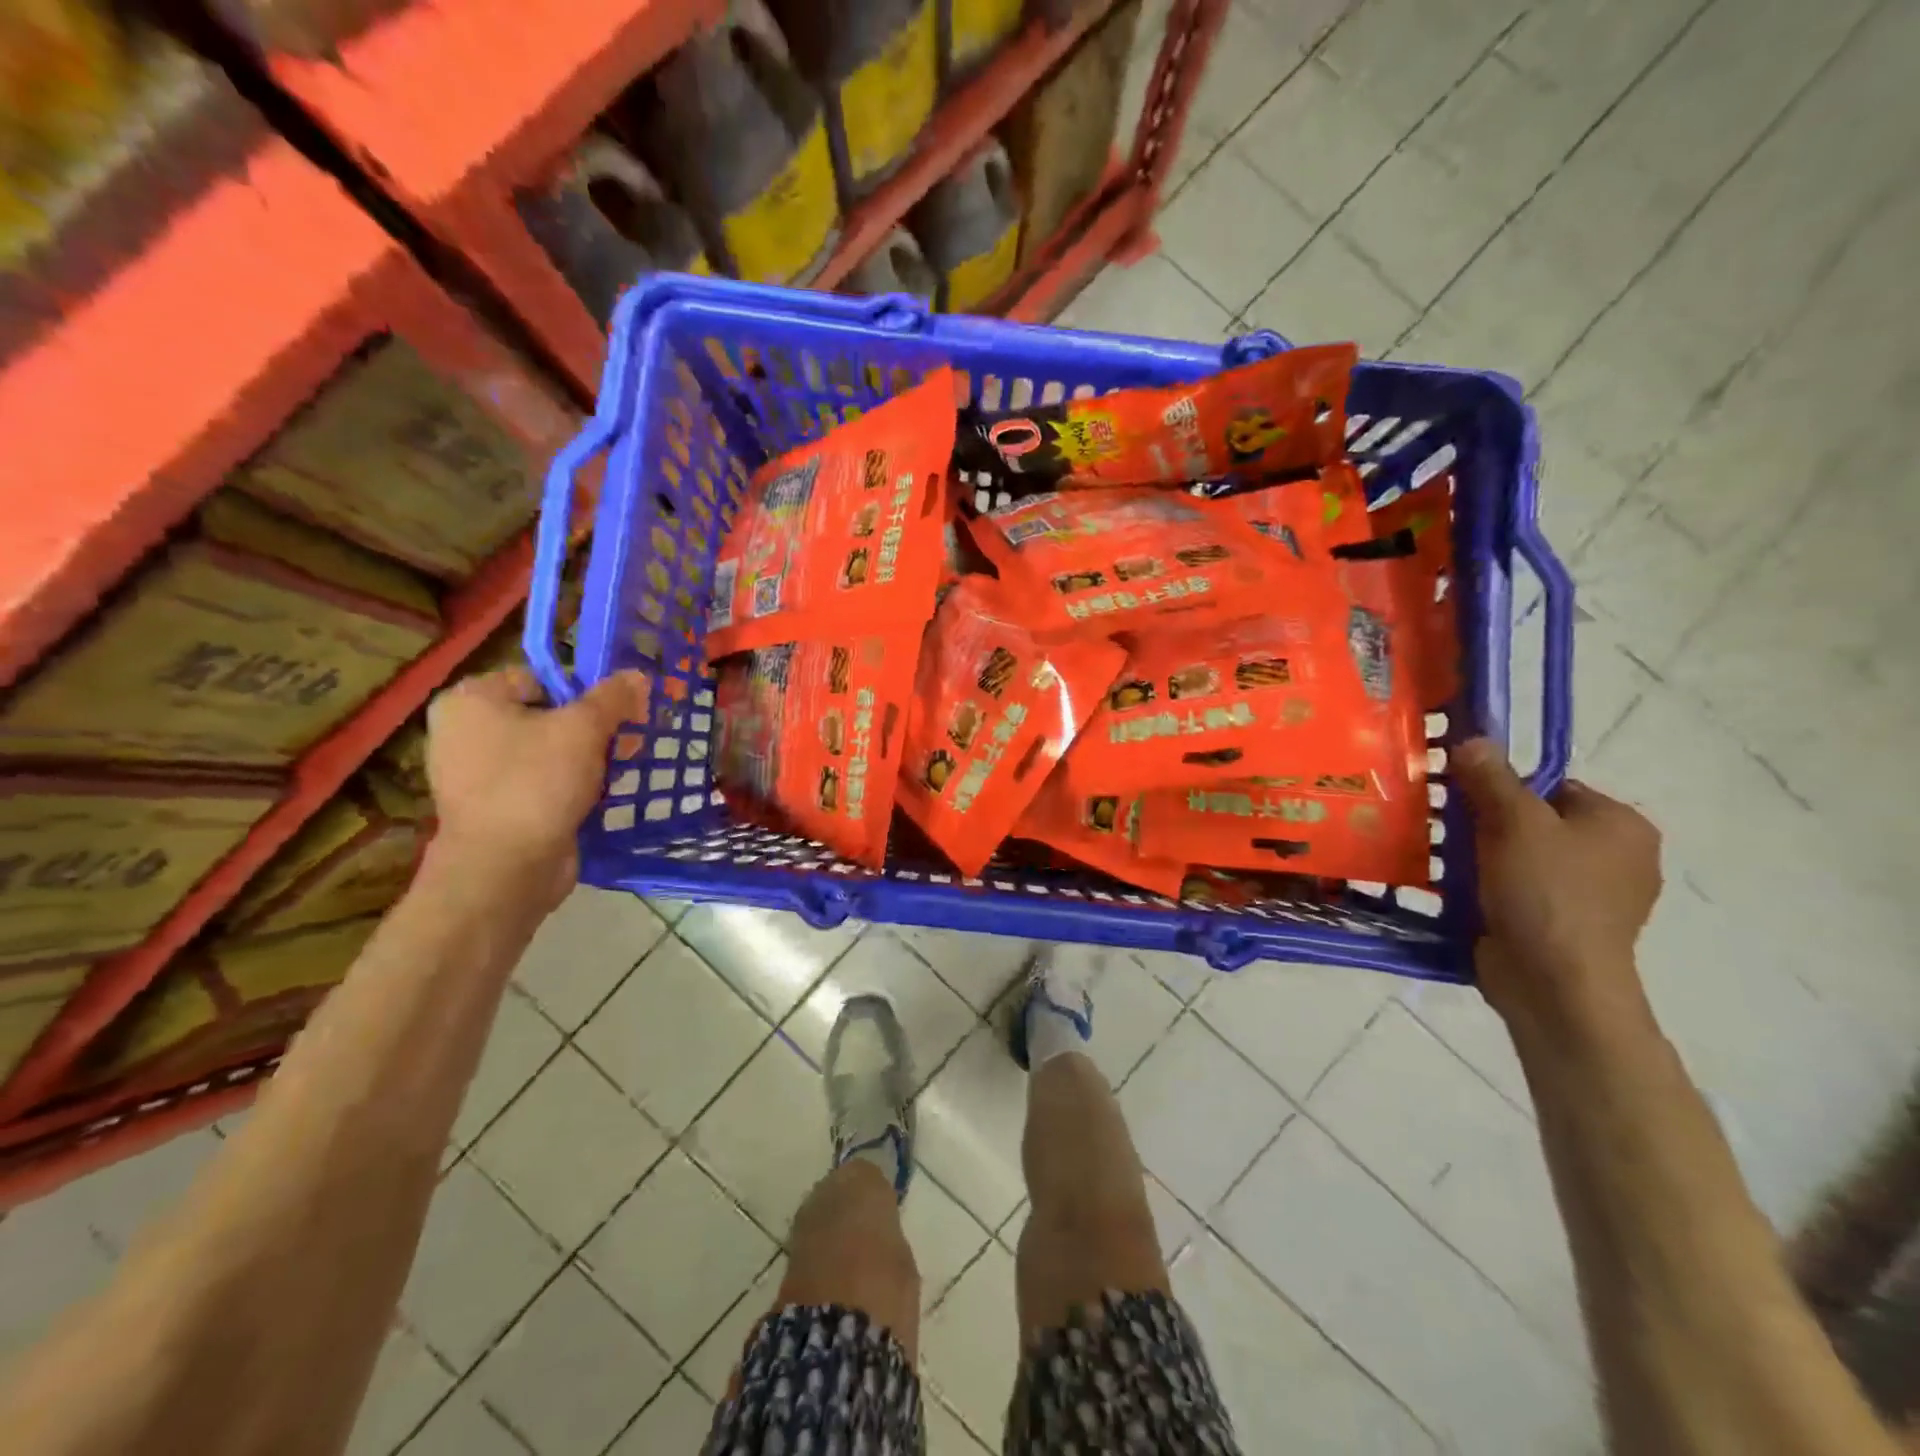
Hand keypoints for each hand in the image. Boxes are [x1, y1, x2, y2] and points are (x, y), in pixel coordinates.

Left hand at [425, 666, 648, 910]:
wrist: (506, 869)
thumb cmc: (537, 783)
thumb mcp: (584, 729)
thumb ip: (613, 698)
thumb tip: (637, 676)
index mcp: (471, 700)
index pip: (539, 678)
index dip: (583, 691)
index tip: (618, 711)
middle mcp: (464, 732)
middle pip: (546, 715)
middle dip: (591, 728)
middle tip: (626, 741)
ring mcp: (476, 773)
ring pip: (547, 751)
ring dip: (586, 758)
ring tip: (618, 769)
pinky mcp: (496, 807)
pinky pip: (541, 782)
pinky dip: (570, 785)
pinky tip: (599, 794)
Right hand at [1451, 738, 1662, 1039]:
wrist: (1554, 983)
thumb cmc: (1545, 893)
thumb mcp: (1513, 823)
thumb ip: (1492, 778)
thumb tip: (1473, 740)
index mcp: (1621, 825)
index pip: (1552, 786)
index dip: (1502, 788)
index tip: (1460, 800)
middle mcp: (1618, 857)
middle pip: (1534, 821)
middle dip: (1487, 824)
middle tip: (1445, 829)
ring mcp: (1592, 897)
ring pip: (1523, 857)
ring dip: (1483, 857)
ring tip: (1443, 860)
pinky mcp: (1562, 926)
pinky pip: (1519, 890)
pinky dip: (1490, 887)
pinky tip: (1459, 891)